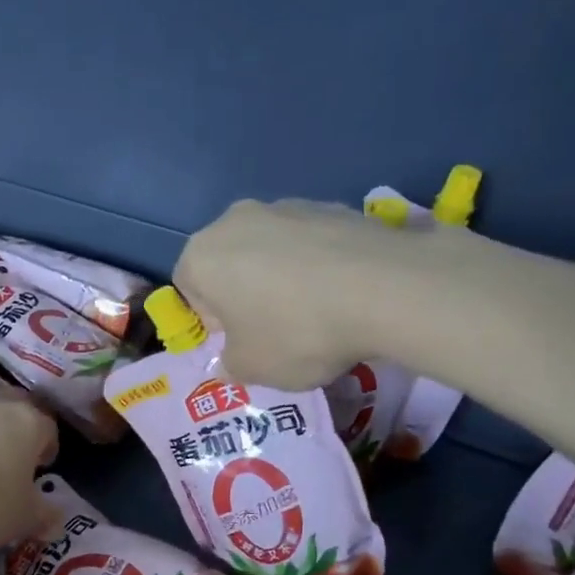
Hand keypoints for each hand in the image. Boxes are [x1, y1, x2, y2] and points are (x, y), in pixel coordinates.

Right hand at [174, 198, 404, 389]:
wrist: (386, 290)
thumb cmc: (296, 332)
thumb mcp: (250, 369)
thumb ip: (229, 364)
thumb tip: (232, 359)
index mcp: (202, 255)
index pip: (188, 288)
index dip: (211, 321)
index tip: (240, 341)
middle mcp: (237, 220)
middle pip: (229, 263)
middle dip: (244, 295)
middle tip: (273, 328)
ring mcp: (288, 206)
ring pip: (270, 250)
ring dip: (281, 278)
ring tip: (315, 312)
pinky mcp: (333, 206)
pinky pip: (311, 243)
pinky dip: (318, 266)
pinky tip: (343, 294)